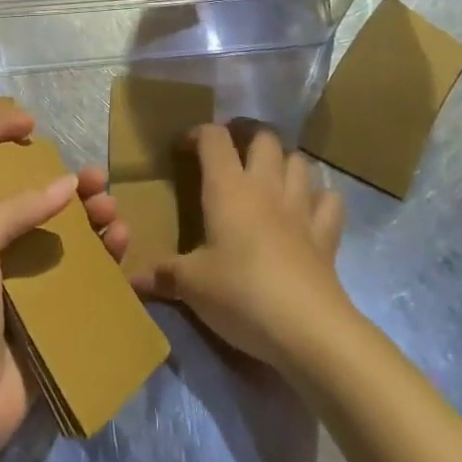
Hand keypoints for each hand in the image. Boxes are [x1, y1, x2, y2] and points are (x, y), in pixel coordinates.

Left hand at [0, 107, 128, 461]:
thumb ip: (16, 208)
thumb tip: (67, 182)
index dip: (0, 138)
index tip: (31, 123)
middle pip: (38, 199)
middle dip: (68, 183)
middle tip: (96, 179)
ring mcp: (27, 282)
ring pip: (67, 236)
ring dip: (91, 218)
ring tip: (111, 213)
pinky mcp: (51, 316)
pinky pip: (83, 279)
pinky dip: (103, 259)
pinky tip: (119, 247)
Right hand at [137, 121, 347, 371]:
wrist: (306, 328)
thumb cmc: (240, 294)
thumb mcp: (192, 286)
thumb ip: (163, 276)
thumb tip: (132, 279)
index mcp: (228, 188)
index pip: (213, 138)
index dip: (198, 133)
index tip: (184, 148)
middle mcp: (265, 186)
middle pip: (263, 136)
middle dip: (247, 134)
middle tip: (233, 149)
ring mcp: (300, 207)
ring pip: (298, 160)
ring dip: (284, 160)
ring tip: (270, 172)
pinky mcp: (326, 234)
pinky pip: (329, 200)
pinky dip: (320, 197)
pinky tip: (310, 207)